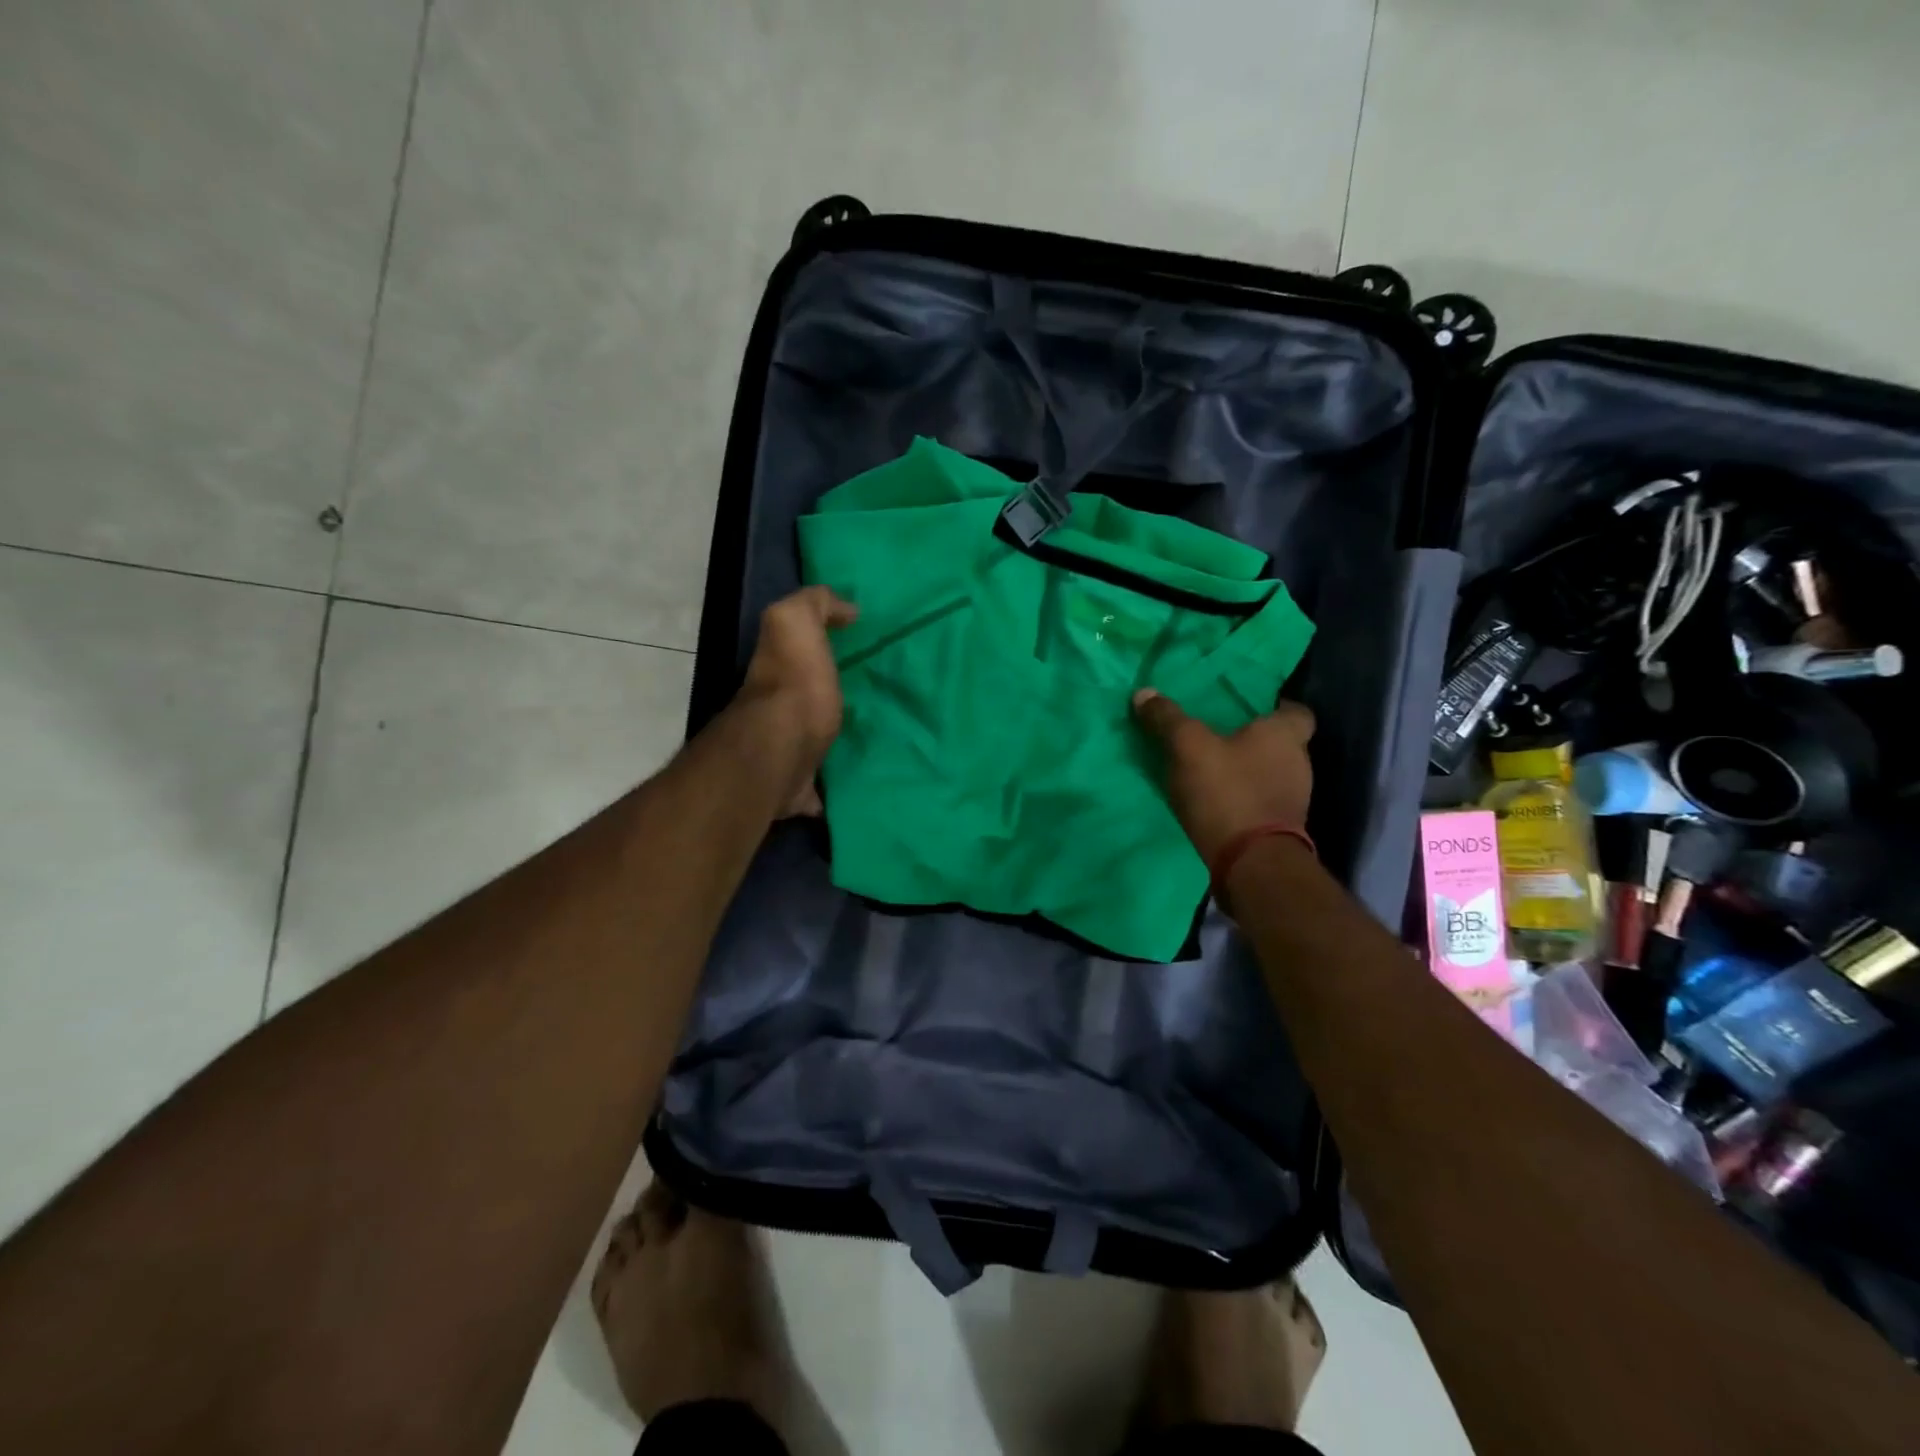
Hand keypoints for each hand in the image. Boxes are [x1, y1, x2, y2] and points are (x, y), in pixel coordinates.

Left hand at [734, 586, 858, 815]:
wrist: (780, 753)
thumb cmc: (794, 685)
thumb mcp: (796, 622)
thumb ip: (815, 604)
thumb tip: (846, 609)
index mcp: (781, 669)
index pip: (797, 650)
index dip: (821, 643)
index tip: (862, 647)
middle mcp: (776, 710)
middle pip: (804, 698)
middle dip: (829, 697)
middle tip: (875, 696)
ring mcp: (784, 753)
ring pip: (810, 742)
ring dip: (831, 742)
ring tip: (874, 741)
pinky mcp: (796, 789)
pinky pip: (817, 789)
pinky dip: (829, 791)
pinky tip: (854, 788)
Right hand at [1132, 690, 1314, 865]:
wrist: (1251, 864)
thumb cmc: (1227, 792)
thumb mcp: (1187, 747)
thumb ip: (1167, 719)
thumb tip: (1143, 692)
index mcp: (1285, 735)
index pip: (1296, 710)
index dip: (1275, 707)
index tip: (1249, 708)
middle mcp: (1299, 763)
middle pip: (1281, 743)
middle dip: (1254, 740)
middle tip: (1220, 736)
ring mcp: (1294, 800)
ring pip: (1271, 773)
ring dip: (1248, 771)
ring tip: (1213, 769)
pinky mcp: (1281, 829)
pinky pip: (1262, 801)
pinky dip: (1245, 798)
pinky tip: (1218, 801)